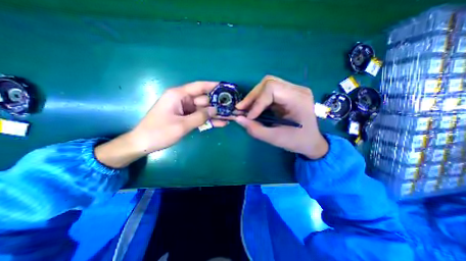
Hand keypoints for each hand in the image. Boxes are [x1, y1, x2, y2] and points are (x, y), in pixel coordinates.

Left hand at [94, 81, 225, 167]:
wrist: (143, 144)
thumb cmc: (159, 132)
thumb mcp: (182, 125)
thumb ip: (200, 117)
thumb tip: (215, 109)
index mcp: (178, 95)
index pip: (199, 87)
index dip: (213, 86)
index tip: (226, 87)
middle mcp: (183, 100)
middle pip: (204, 100)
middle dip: (218, 104)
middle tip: (232, 108)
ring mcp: (185, 109)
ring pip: (204, 110)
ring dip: (216, 114)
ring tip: (230, 116)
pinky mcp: (186, 117)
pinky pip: (200, 117)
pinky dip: (209, 120)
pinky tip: (221, 123)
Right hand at [237, 74, 326, 158]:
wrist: (311, 141)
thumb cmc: (297, 141)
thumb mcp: (275, 139)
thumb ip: (255, 129)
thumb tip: (237, 118)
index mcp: (298, 99)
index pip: (272, 89)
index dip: (257, 102)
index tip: (248, 117)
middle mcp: (297, 89)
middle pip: (268, 83)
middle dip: (252, 96)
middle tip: (241, 109)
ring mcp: (293, 90)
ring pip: (267, 84)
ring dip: (254, 97)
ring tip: (246, 109)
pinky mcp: (288, 93)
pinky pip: (269, 91)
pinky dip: (259, 99)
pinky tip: (254, 108)